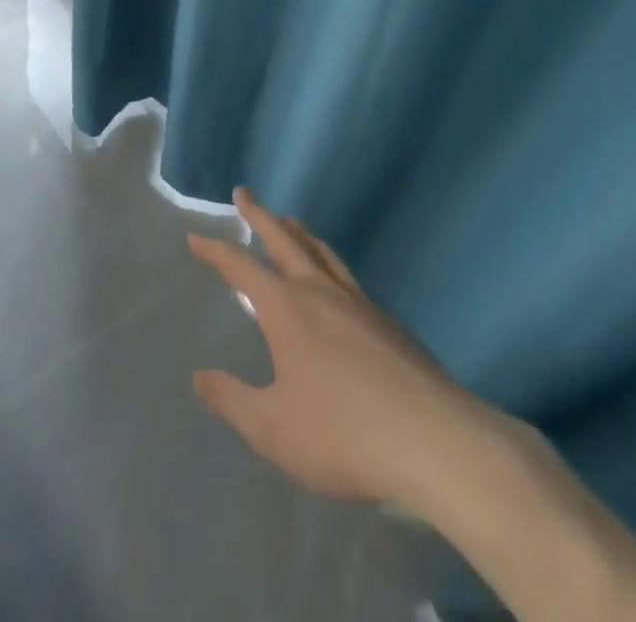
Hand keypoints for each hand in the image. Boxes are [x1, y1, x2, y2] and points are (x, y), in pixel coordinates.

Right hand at [189, 189, 505, 515]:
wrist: (438, 443)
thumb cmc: (344, 433)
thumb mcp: (273, 429)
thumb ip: (232, 401)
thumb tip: (199, 378)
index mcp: (286, 307)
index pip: (240, 265)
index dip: (215, 250)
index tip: (196, 236)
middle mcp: (319, 291)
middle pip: (284, 239)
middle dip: (259, 214)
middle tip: (243, 193)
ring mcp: (358, 303)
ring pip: (321, 252)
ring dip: (298, 232)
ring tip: (290, 221)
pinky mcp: (389, 322)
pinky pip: (347, 276)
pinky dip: (328, 262)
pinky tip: (334, 280)